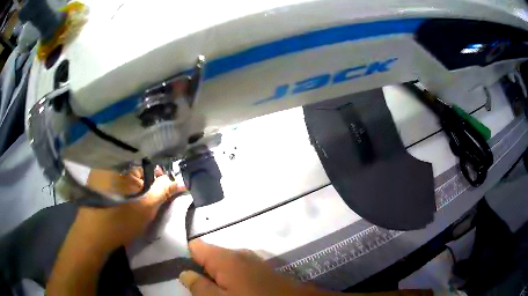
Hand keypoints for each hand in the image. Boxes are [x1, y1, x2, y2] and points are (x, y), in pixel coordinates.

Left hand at [74, 167, 185, 251]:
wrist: (92, 237)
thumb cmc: (119, 221)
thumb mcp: (145, 208)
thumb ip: (163, 192)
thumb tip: (181, 182)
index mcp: (122, 167)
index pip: (147, 165)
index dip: (158, 179)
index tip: (162, 194)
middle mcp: (111, 167)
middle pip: (136, 172)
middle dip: (147, 186)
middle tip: (149, 204)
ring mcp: (102, 177)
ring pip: (126, 180)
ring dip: (136, 191)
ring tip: (137, 208)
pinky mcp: (97, 188)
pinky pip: (116, 185)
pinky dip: (124, 194)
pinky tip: (125, 207)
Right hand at [179, 240, 335, 295]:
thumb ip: (199, 286)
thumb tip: (184, 273)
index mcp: (225, 258)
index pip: (196, 246)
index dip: (186, 256)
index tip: (181, 269)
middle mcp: (239, 254)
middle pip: (211, 256)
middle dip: (203, 269)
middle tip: (199, 287)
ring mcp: (254, 261)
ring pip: (225, 264)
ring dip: (218, 276)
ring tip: (217, 290)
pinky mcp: (264, 270)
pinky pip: (240, 270)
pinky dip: (234, 278)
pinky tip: (237, 289)